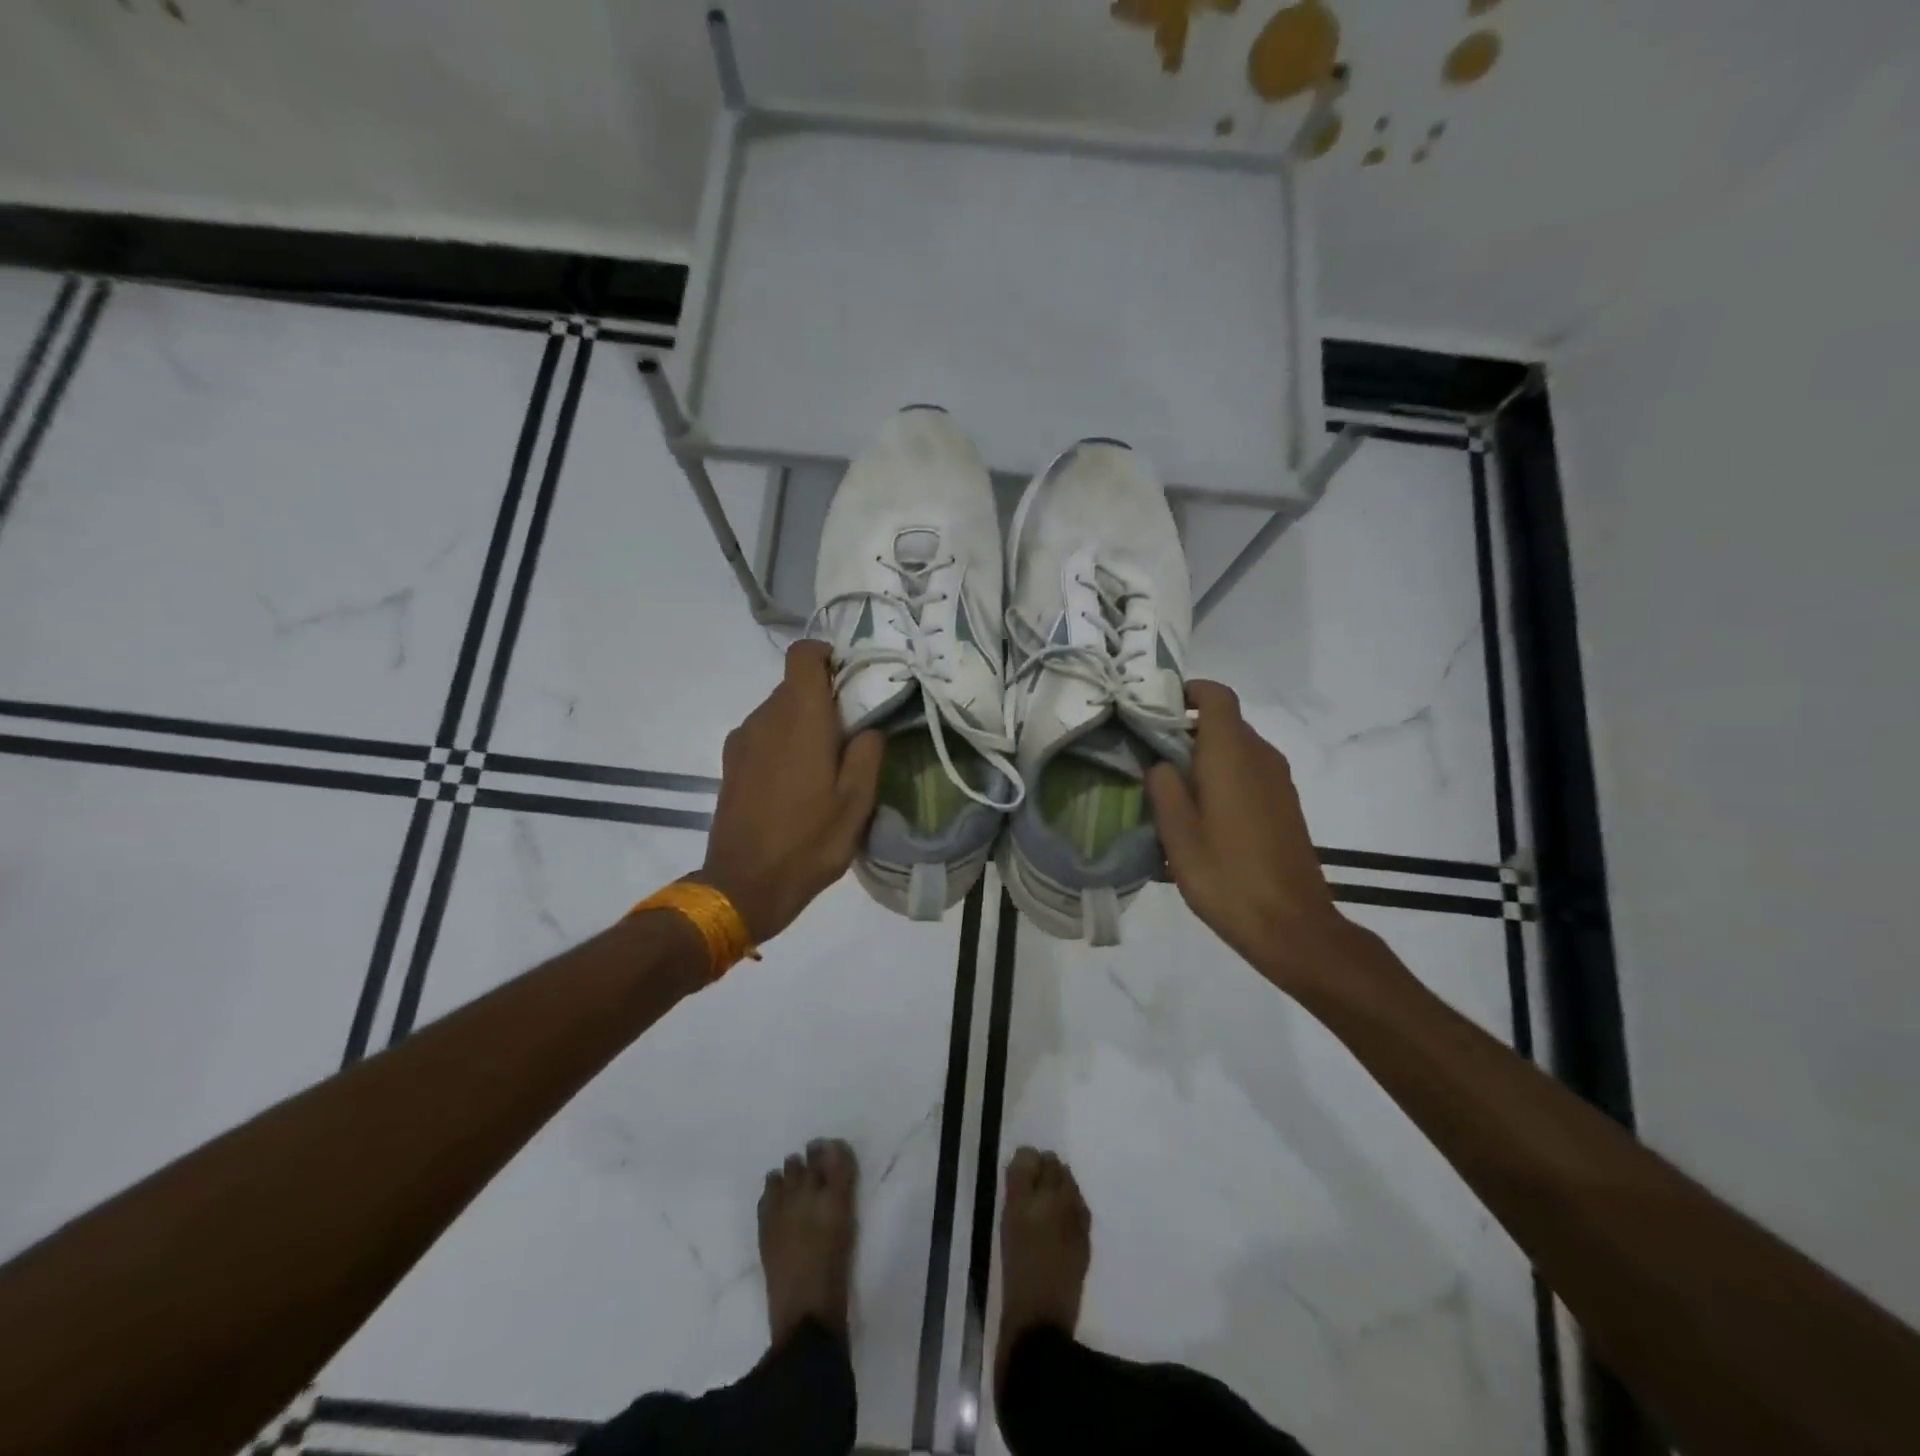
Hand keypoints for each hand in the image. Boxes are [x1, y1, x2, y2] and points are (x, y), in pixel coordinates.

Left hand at [696, 641, 884, 942]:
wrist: (744, 885)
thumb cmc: (809, 841)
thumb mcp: (857, 802)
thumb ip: (867, 752)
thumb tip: (868, 726)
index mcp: (800, 717)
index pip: (803, 654)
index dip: (827, 656)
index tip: (850, 680)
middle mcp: (765, 718)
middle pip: (794, 685)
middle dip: (824, 698)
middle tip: (851, 734)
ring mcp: (742, 740)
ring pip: (778, 711)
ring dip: (803, 724)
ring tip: (825, 765)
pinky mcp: (731, 763)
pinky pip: (763, 735)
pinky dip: (783, 743)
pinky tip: (796, 783)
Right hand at [1146, 681, 1352, 991]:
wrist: (1292, 925)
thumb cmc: (1226, 875)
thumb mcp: (1177, 833)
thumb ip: (1163, 786)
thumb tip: (1160, 763)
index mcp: (1232, 754)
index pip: (1217, 696)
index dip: (1188, 692)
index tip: (1156, 709)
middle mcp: (1261, 757)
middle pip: (1224, 722)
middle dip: (1186, 730)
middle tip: (1149, 756)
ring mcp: (1278, 782)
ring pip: (1236, 749)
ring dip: (1204, 757)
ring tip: (1171, 790)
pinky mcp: (1285, 805)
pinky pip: (1249, 773)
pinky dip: (1224, 778)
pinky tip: (1203, 816)